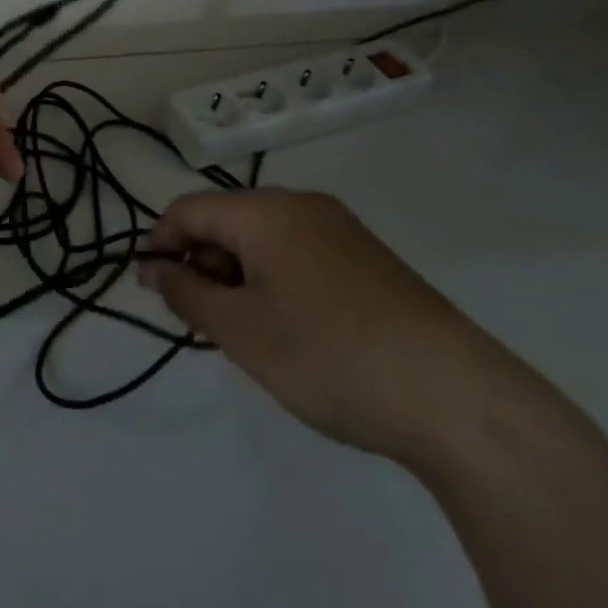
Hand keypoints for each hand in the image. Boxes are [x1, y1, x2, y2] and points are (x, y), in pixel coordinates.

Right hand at [141, 189, 519, 464]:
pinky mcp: (371, 262)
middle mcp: (304, 206)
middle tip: (203, 322)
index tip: (149, 289)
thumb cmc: (328, 356)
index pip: (189, 209)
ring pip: (264, 241)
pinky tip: (292, 332)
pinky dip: (276, 283)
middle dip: (202, 264)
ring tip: (247, 334)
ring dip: (238, 277)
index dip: (159, 243)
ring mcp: (343, 232)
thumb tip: (155, 267)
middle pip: (227, 221)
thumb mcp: (239, 330)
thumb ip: (185, 293)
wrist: (458, 400)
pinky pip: (300, 256)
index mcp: (266, 211)